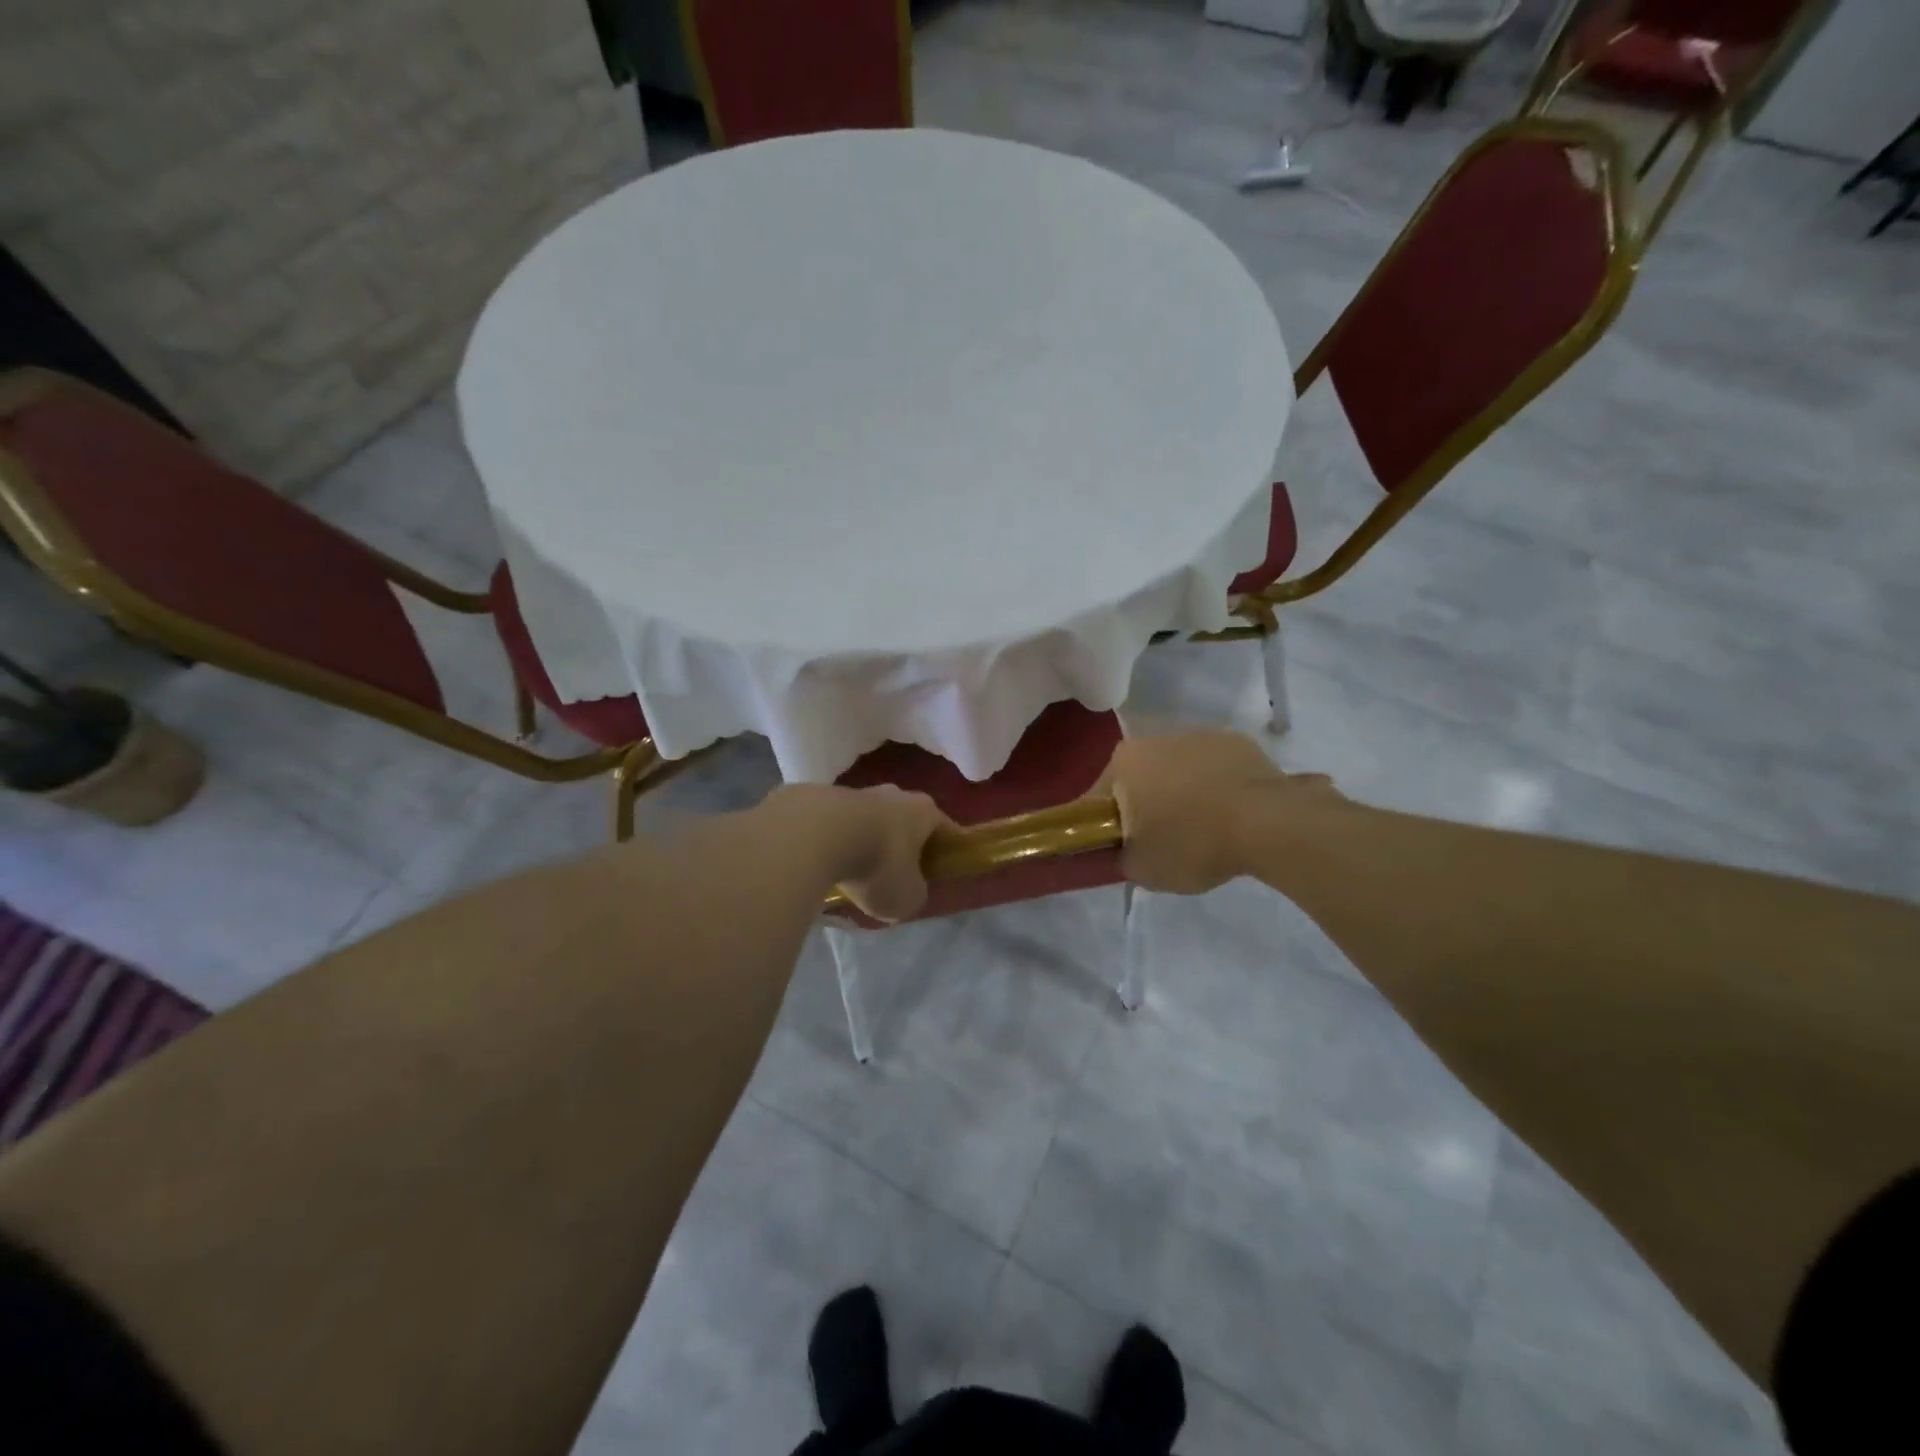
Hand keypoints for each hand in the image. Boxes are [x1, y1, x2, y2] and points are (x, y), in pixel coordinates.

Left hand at [765, 784, 951, 921]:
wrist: (815, 835)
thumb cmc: (877, 865)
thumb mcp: (907, 897)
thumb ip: (914, 893)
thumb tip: (907, 889)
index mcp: (924, 811)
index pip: (945, 827)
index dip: (945, 849)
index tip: (940, 869)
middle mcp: (894, 794)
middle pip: (905, 820)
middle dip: (903, 844)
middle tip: (896, 873)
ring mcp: (855, 792)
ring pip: (869, 819)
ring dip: (866, 841)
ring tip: (854, 872)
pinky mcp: (822, 798)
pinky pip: (837, 824)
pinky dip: (836, 841)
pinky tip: (826, 863)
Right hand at [1094, 729, 1340, 893]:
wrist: (1267, 824)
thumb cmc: (1191, 843)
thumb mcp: (1141, 869)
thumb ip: (1121, 857)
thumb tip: (1125, 851)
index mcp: (1123, 762)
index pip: (1099, 798)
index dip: (1106, 826)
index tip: (1121, 849)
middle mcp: (1155, 739)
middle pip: (1140, 779)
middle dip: (1145, 806)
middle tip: (1162, 843)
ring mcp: (1200, 736)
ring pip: (1178, 771)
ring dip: (1182, 794)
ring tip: (1204, 832)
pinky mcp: (1238, 743)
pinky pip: (1215, 770)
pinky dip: (1217, 788)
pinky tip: (1232, 817)